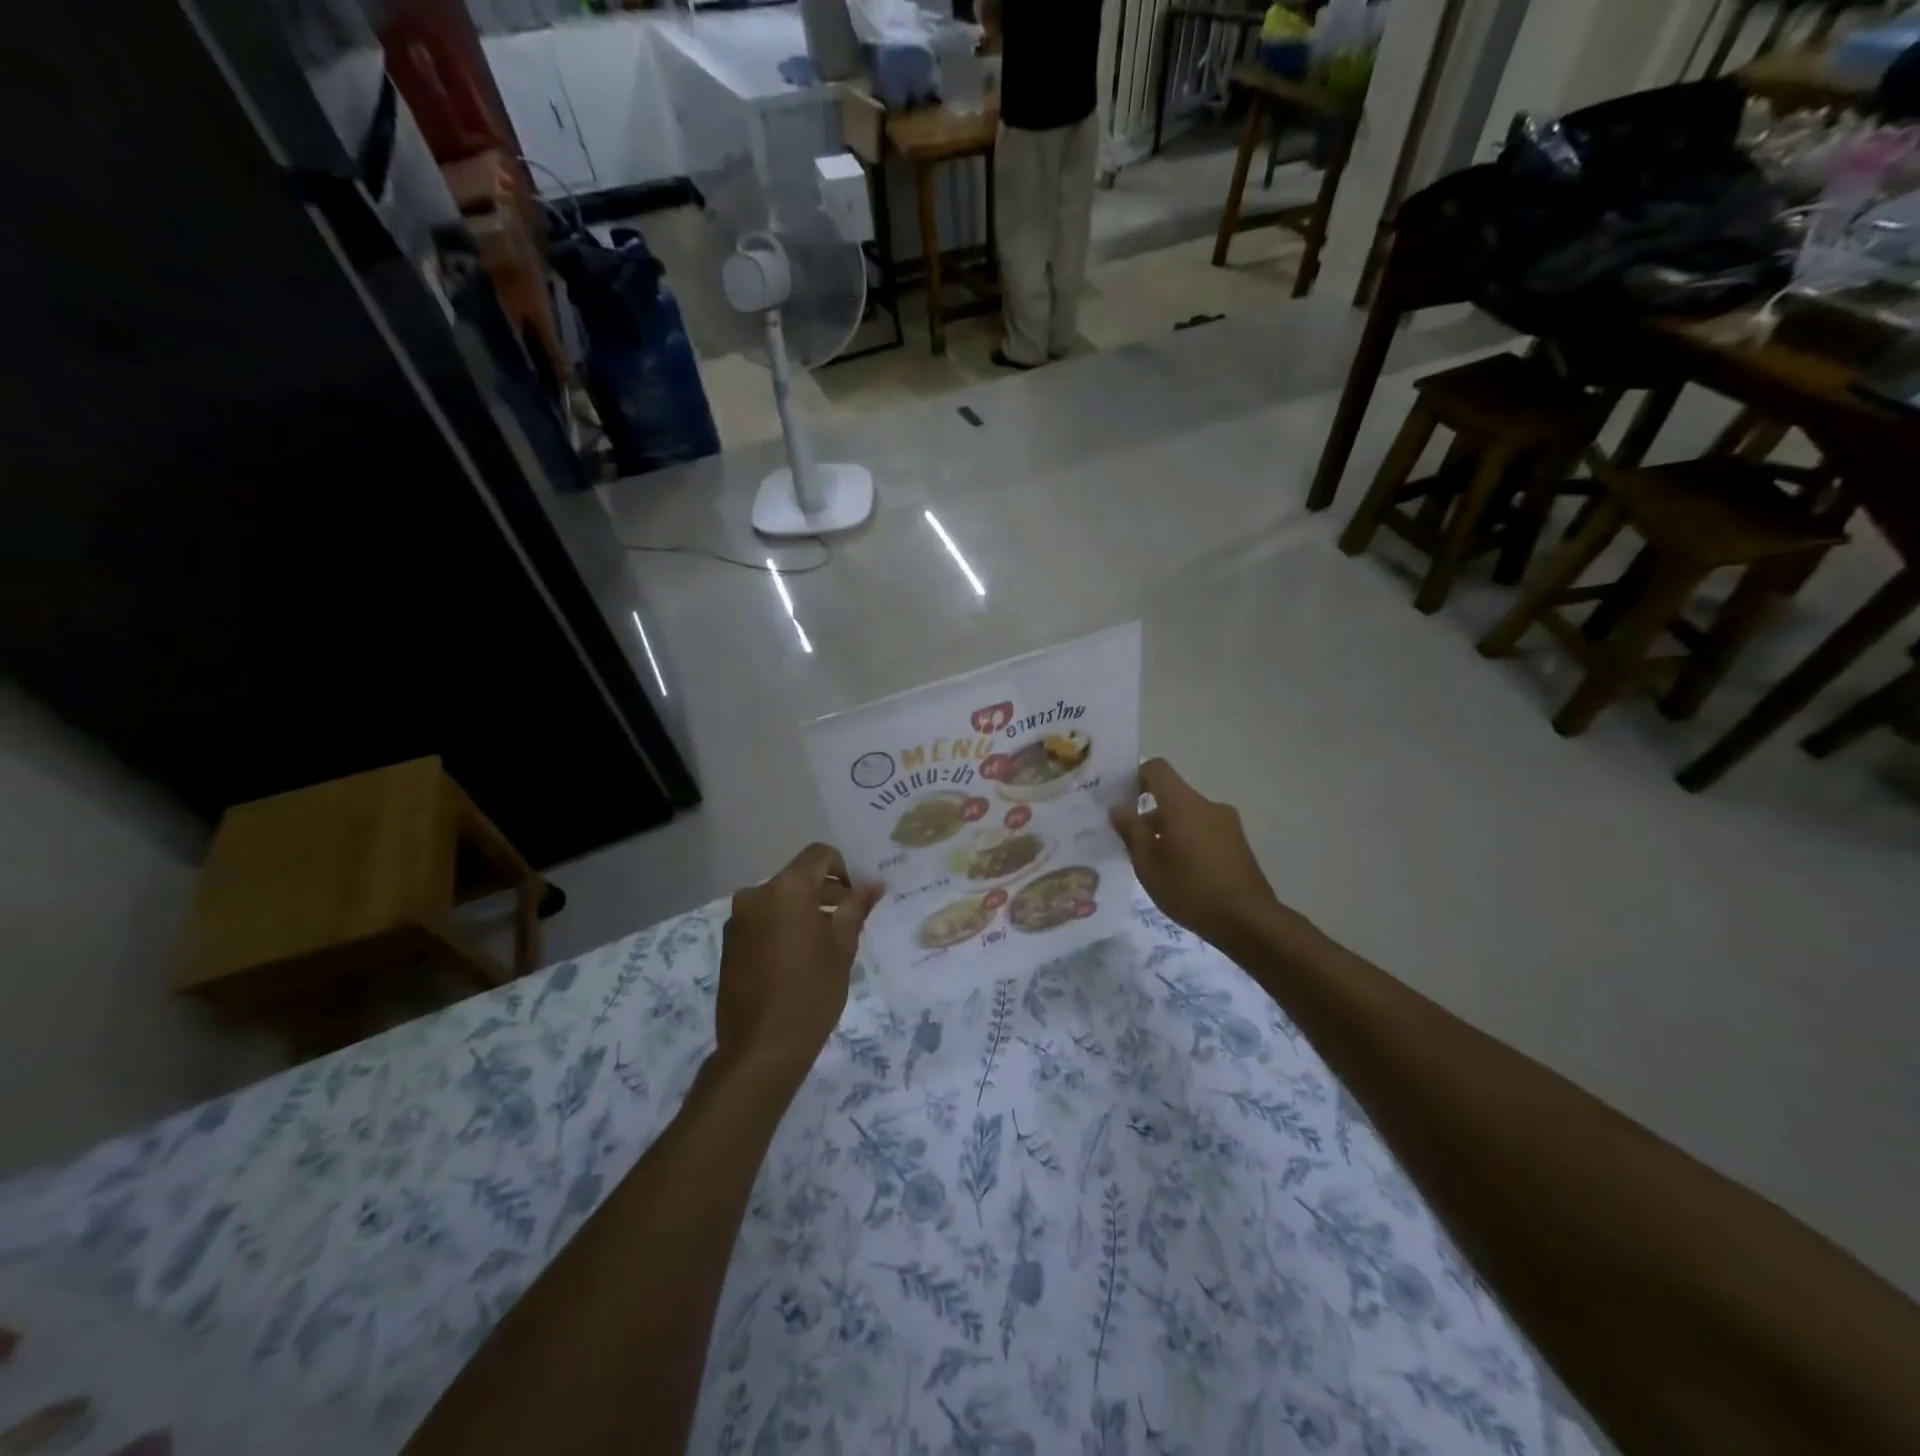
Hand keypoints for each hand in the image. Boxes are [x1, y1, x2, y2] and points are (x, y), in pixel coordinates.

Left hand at [714, 844, 881, 1091]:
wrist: (761, 1048)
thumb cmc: (811, 992)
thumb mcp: (843, 946)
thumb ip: (856, 907)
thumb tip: (873, 883)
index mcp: (785, 889)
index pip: (818, 855)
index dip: (843, 869)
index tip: (855, 899)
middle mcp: (756, 895)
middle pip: (797, 877)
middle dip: (825, 892)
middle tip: (849, 922)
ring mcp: (738, 920)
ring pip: (779, 900)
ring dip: (804, 911)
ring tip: (825, 945)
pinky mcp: (729, 944)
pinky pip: (763, 921)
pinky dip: (783, 927)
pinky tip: (798, 960)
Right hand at [1110, 758, 1281, 949]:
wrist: (1248, 921)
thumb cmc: (1190, 889)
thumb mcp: (1148, 863)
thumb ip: (1131, 831)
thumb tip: (1118, 808)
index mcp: (1183, 803)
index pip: (1157, 769)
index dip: (1135, 777)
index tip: (1121, 799)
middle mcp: (1208, 806)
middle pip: (1172, 795)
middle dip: (1149, 812)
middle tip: (1130, 840)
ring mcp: (1227, 824)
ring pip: (1189, 815)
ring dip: (1169, 829)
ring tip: (1155, 862)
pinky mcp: (1238, 844)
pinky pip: (1204, 831)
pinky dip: (1188, 841)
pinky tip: (1181, 873)